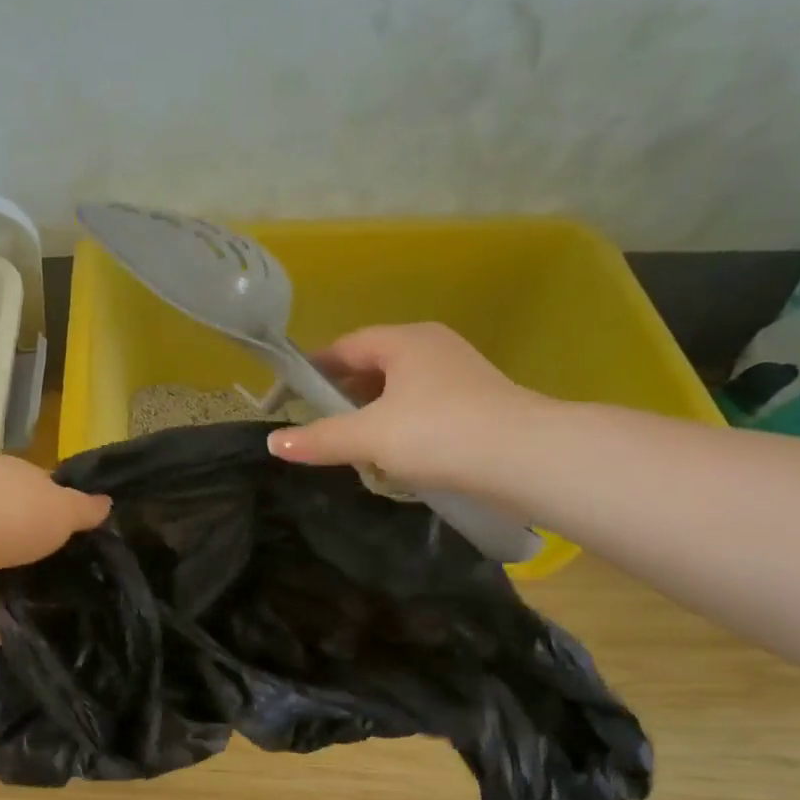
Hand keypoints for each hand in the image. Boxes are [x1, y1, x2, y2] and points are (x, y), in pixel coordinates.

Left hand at [0, 456, 109, 640]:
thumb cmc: (10, 515)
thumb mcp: (63, 509)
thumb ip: (84, 510)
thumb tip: (106, 503)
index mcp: (9, 478)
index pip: (38, 489)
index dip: (59, 510)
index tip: (81, 540)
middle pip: (10, 530)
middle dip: (31, 556)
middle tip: (64, 583)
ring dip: (5, 591)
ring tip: (40, 615)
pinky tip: (10, 635)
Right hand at [266, 323, 553, 495]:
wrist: (526, 458)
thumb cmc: (439, 433)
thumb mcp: (369, 436)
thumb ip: (320, 438)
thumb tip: (273, 443)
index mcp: (405, 341)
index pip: (347, 346)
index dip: (315, 368)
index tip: (290, 394)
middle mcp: (433, 348)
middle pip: (373, 366)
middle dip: (343, 395)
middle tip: (317, 424)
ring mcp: (459, 375)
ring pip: (399, 390)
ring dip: (372, 414)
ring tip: (351, 445)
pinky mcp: (476, 404)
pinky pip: (422, 408)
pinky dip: (400, 426)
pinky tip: (393, 456)